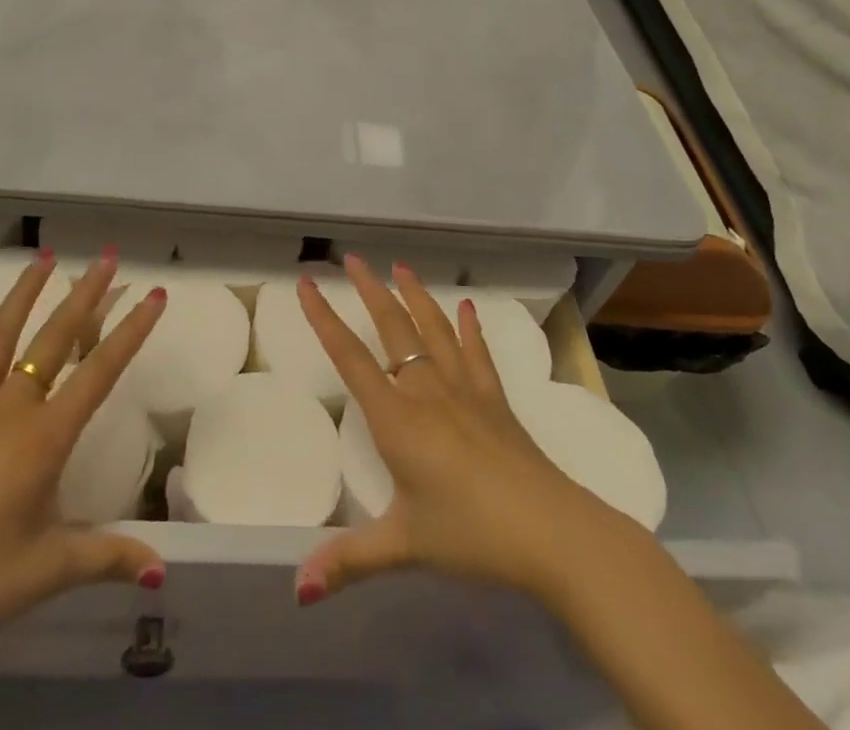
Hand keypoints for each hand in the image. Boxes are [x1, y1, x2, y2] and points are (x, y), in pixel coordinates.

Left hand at [0, 251, 169, 656]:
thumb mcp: (49, 570)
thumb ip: (107, 557)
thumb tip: (160, 568)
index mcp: (45, 439)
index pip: (101, 371)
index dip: (132, 330)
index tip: (155, 293)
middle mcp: (10, 408)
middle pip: (55, 339)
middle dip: (85, 295)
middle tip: (107, 258)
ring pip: (2, 335)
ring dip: (26, 292)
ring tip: (45, 255)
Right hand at [294, 255, 632, 609]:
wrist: (551, 532)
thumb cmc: (471, 534)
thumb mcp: (404, 546)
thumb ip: (350, 560)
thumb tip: (298, 590)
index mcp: (396, 417)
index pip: (350, 356)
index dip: (324, 318)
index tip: (307, 282)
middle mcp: (426, 390)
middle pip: (392, 328)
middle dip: (370, 290)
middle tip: (353, 258)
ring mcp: (465, 390)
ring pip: (433, 329)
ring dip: (415, 296)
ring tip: (401, 266)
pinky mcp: (496, 400)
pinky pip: (478, 354)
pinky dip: (471, 329)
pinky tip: (468, 307)